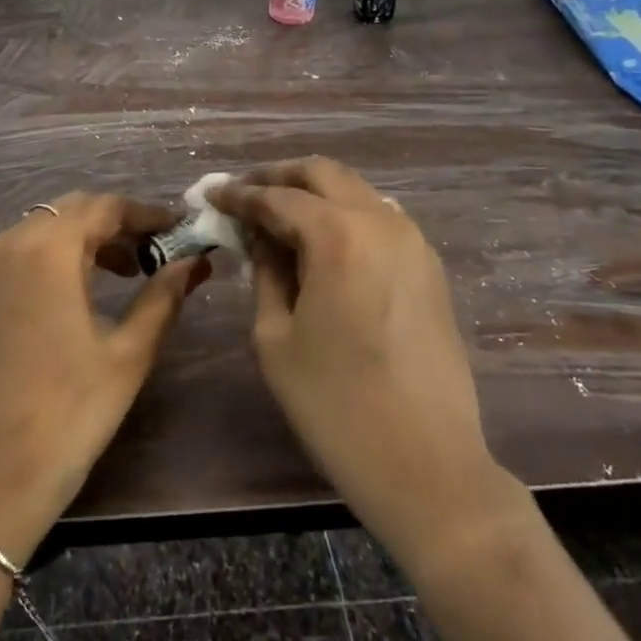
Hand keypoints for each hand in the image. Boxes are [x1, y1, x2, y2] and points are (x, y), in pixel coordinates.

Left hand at [0, 193, 205, 566]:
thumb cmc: (68, 416)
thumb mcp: (128, 355)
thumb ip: (164, 297)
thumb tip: (195, 261)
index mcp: (47, 250)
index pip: (104, 207)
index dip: (145, 213)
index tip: (177, 229)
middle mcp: (7, 246)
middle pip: (69, 211)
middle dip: (114, 224)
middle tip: (151, 253)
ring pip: (39, 231)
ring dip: (80, 241)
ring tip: (117, 274)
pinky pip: (13, 257)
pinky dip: (47, 260)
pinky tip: (67, 298)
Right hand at [210, 159, 515, 580]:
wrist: (430, 466)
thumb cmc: (336, 406)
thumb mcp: (276, 337)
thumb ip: (265, 272)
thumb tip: (259, 237)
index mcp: (338, 235)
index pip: (276, 197)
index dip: (238, 194)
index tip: (210, 193)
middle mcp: (380, 222)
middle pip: (322, 173)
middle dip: (278, 177)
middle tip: (244, 193)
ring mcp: (412, 241)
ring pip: (354, 190)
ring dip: (314, 192)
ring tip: (279, 216)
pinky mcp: (429, 265)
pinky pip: (379, 217)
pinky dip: (344, 214)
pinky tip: (322, 240)